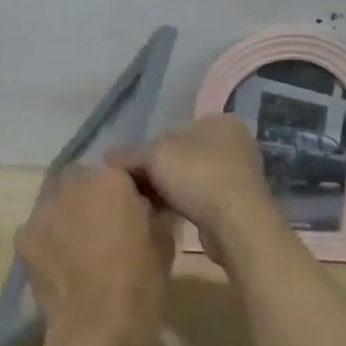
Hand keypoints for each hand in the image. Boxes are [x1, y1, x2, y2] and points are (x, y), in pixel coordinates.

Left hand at [16, 164, 172, 345]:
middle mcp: (72, 184)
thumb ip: (152, 211)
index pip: (115, 169)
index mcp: (109, 179)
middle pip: (79, 178)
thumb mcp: (164, 240)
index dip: (122, 188)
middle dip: (89, 194)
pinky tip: (61, 262)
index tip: (130, 208)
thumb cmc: (141, 282)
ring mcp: (42, 210)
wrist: (98, 328)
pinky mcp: (23, 238)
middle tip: (103, 223)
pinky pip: (38, 228)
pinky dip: (48, 238)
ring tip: (79, 243)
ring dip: (66, 212)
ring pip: (54, 200)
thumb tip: (146, 204)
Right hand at [106, 115, 281, 262]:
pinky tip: (164, 214)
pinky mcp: (237, 202)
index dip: (146, 149)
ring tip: (145, 203)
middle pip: (181, 154)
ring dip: (168, 189)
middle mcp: (233, 143)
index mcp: (219, 121)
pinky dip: (182, 203)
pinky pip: (200, 197)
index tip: (129, 169)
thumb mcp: (155, 157)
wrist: (237, 225)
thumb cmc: (198, 176)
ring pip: (189, 177)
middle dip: (157, 170)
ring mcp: (238, 174)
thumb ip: (129, 154)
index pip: (172, 130)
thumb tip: (107, 156)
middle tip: (134, 187)